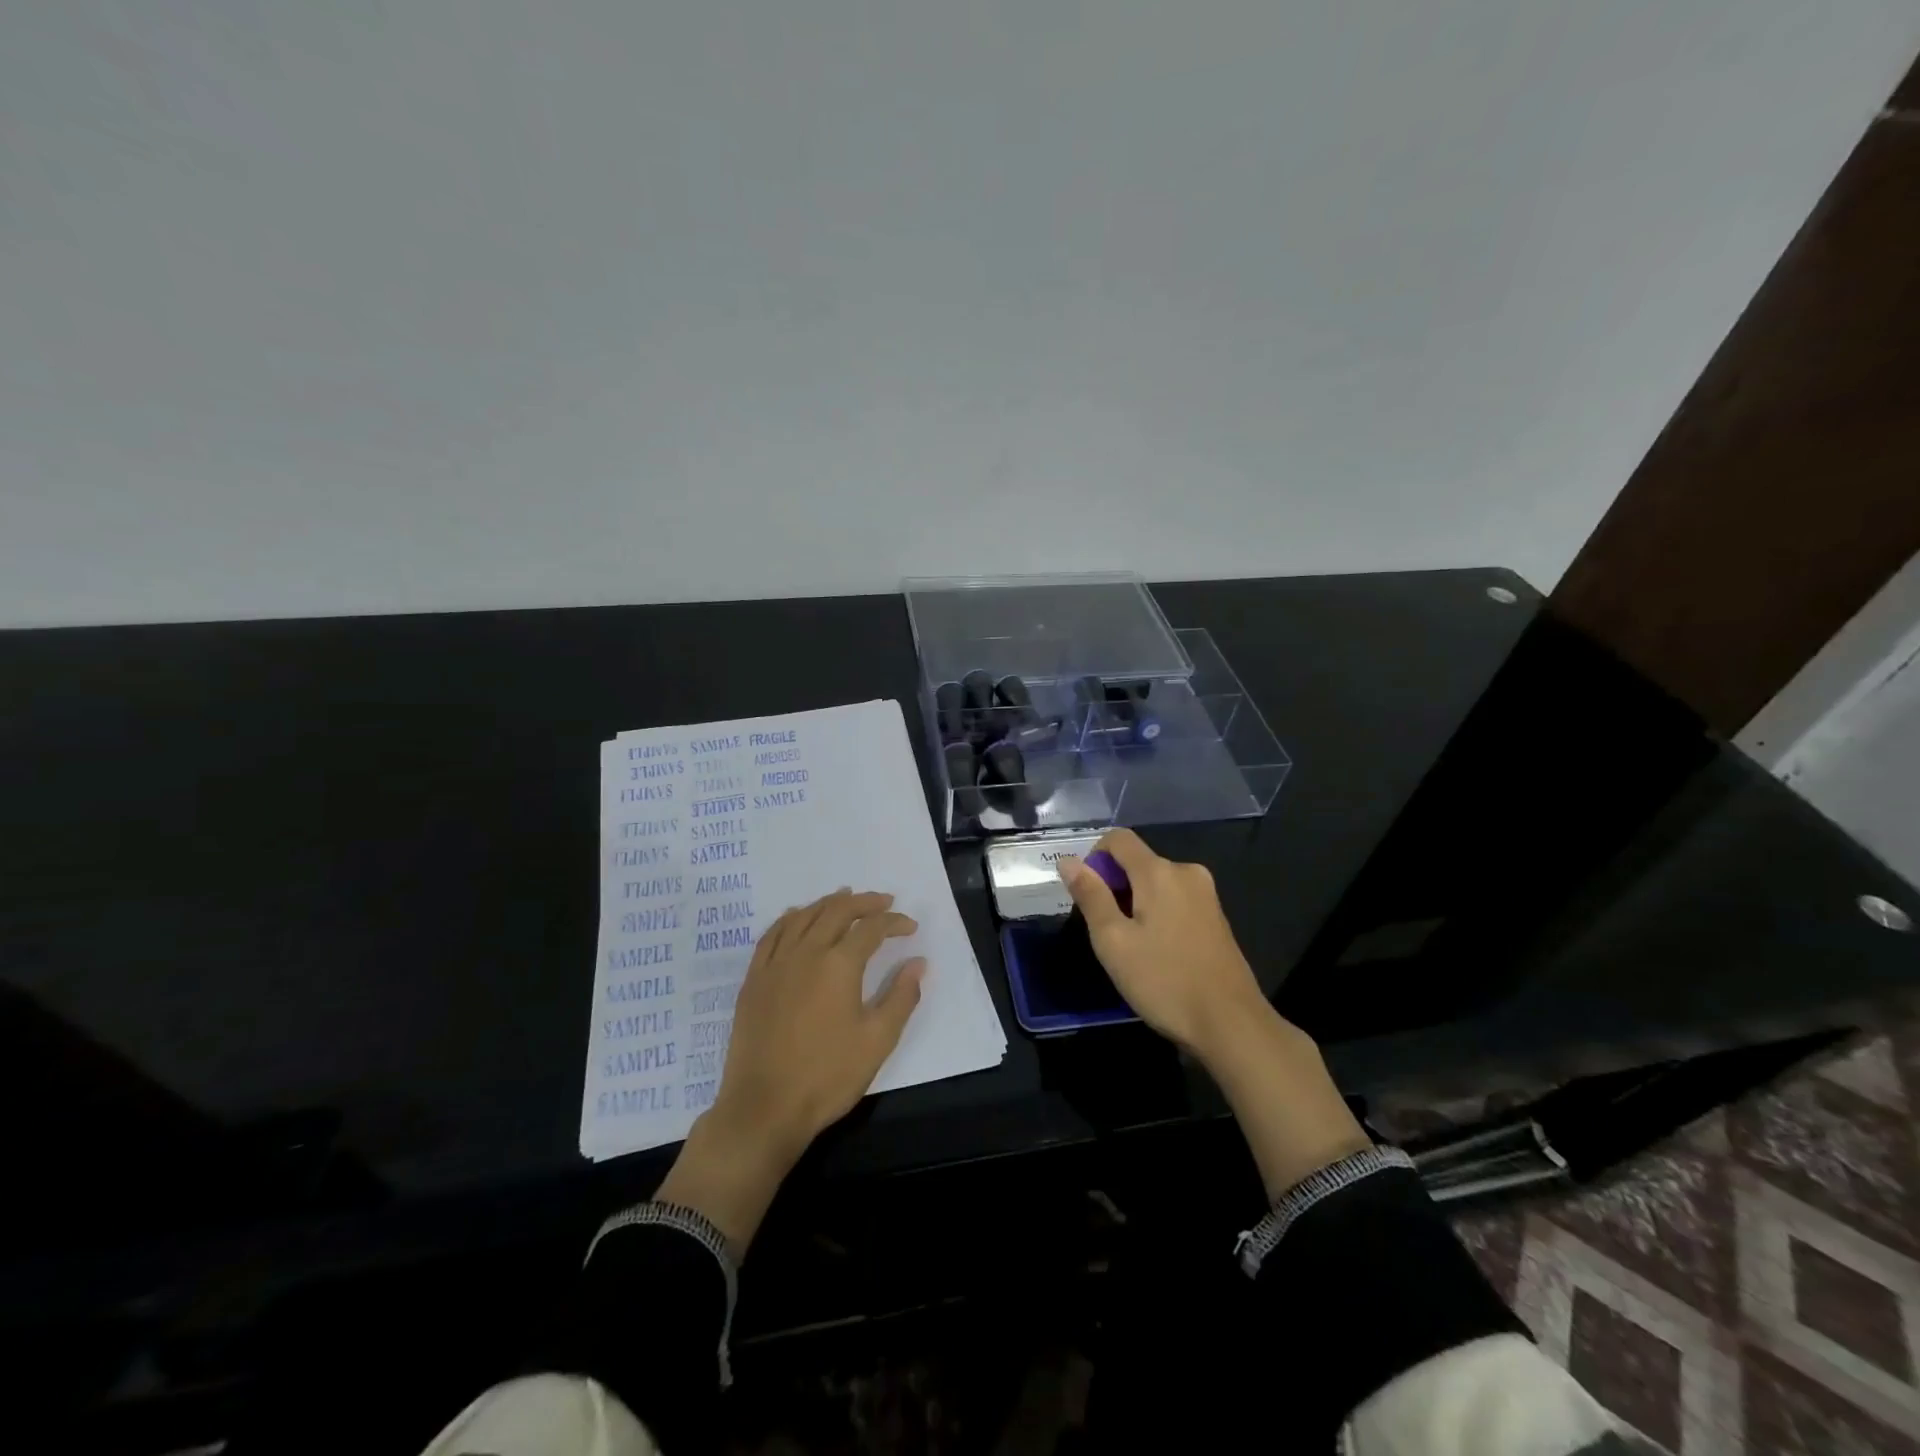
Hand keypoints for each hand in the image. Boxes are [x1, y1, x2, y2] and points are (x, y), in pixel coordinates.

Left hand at [714, 889, 924, 1154]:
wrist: (764, 1107)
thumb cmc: (827, 1076)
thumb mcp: (877, 1041)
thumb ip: (901, 997)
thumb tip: (919, 963)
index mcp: (839, 965)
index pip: (872, 928)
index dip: (894, 922)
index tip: (910, 928)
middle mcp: (806, 953)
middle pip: (836, 911)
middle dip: (864, 902)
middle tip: (883, 901)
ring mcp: (775, 964)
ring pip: (803, 916)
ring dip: (828, 903)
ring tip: (845, 897)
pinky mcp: (754, 979)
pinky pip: (772, 934)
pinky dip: (790, 918)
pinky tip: (797, 917)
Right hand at [1058, 828, 1264, 1058]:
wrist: (1231, 1024)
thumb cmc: (1164, 981)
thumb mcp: (1113, 941)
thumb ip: (1091, 896)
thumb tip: (1069, 861)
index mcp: (1159, 872)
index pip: (1118, 838)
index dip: (1094, 858)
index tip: (1088, 896)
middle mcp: (1186, 872)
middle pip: (1137, 861)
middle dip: (1114, 886)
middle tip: (1107, 932)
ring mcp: (1206, 894)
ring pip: (1156, 882)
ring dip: (1135, 902)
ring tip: (1132, 946)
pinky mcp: (1216, 916)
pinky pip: (1175, 899)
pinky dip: (1157, 913)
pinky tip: (1157, 952)